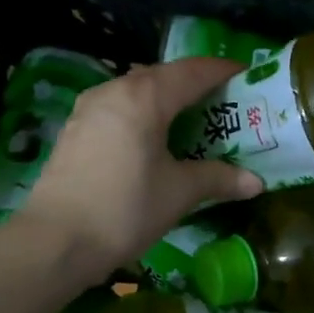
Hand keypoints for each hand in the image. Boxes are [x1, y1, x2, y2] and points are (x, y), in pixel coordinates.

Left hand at [18, 58, 262, 276]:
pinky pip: (119, 111)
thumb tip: (256, 183)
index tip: (248, 77)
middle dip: (196, 87)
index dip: (223, 71)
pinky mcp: (75, 131)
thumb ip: (219, 179)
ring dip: (167, 102)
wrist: (56, 241)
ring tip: (193, 123)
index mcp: (145, 97)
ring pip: (138, 93)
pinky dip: (144, 117)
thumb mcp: (180, 193)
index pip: (193, 71)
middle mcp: (114, 90)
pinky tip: (155, 143)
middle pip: (164, 77)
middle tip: (225, 105)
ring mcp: (89, 109)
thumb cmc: (125, 209)